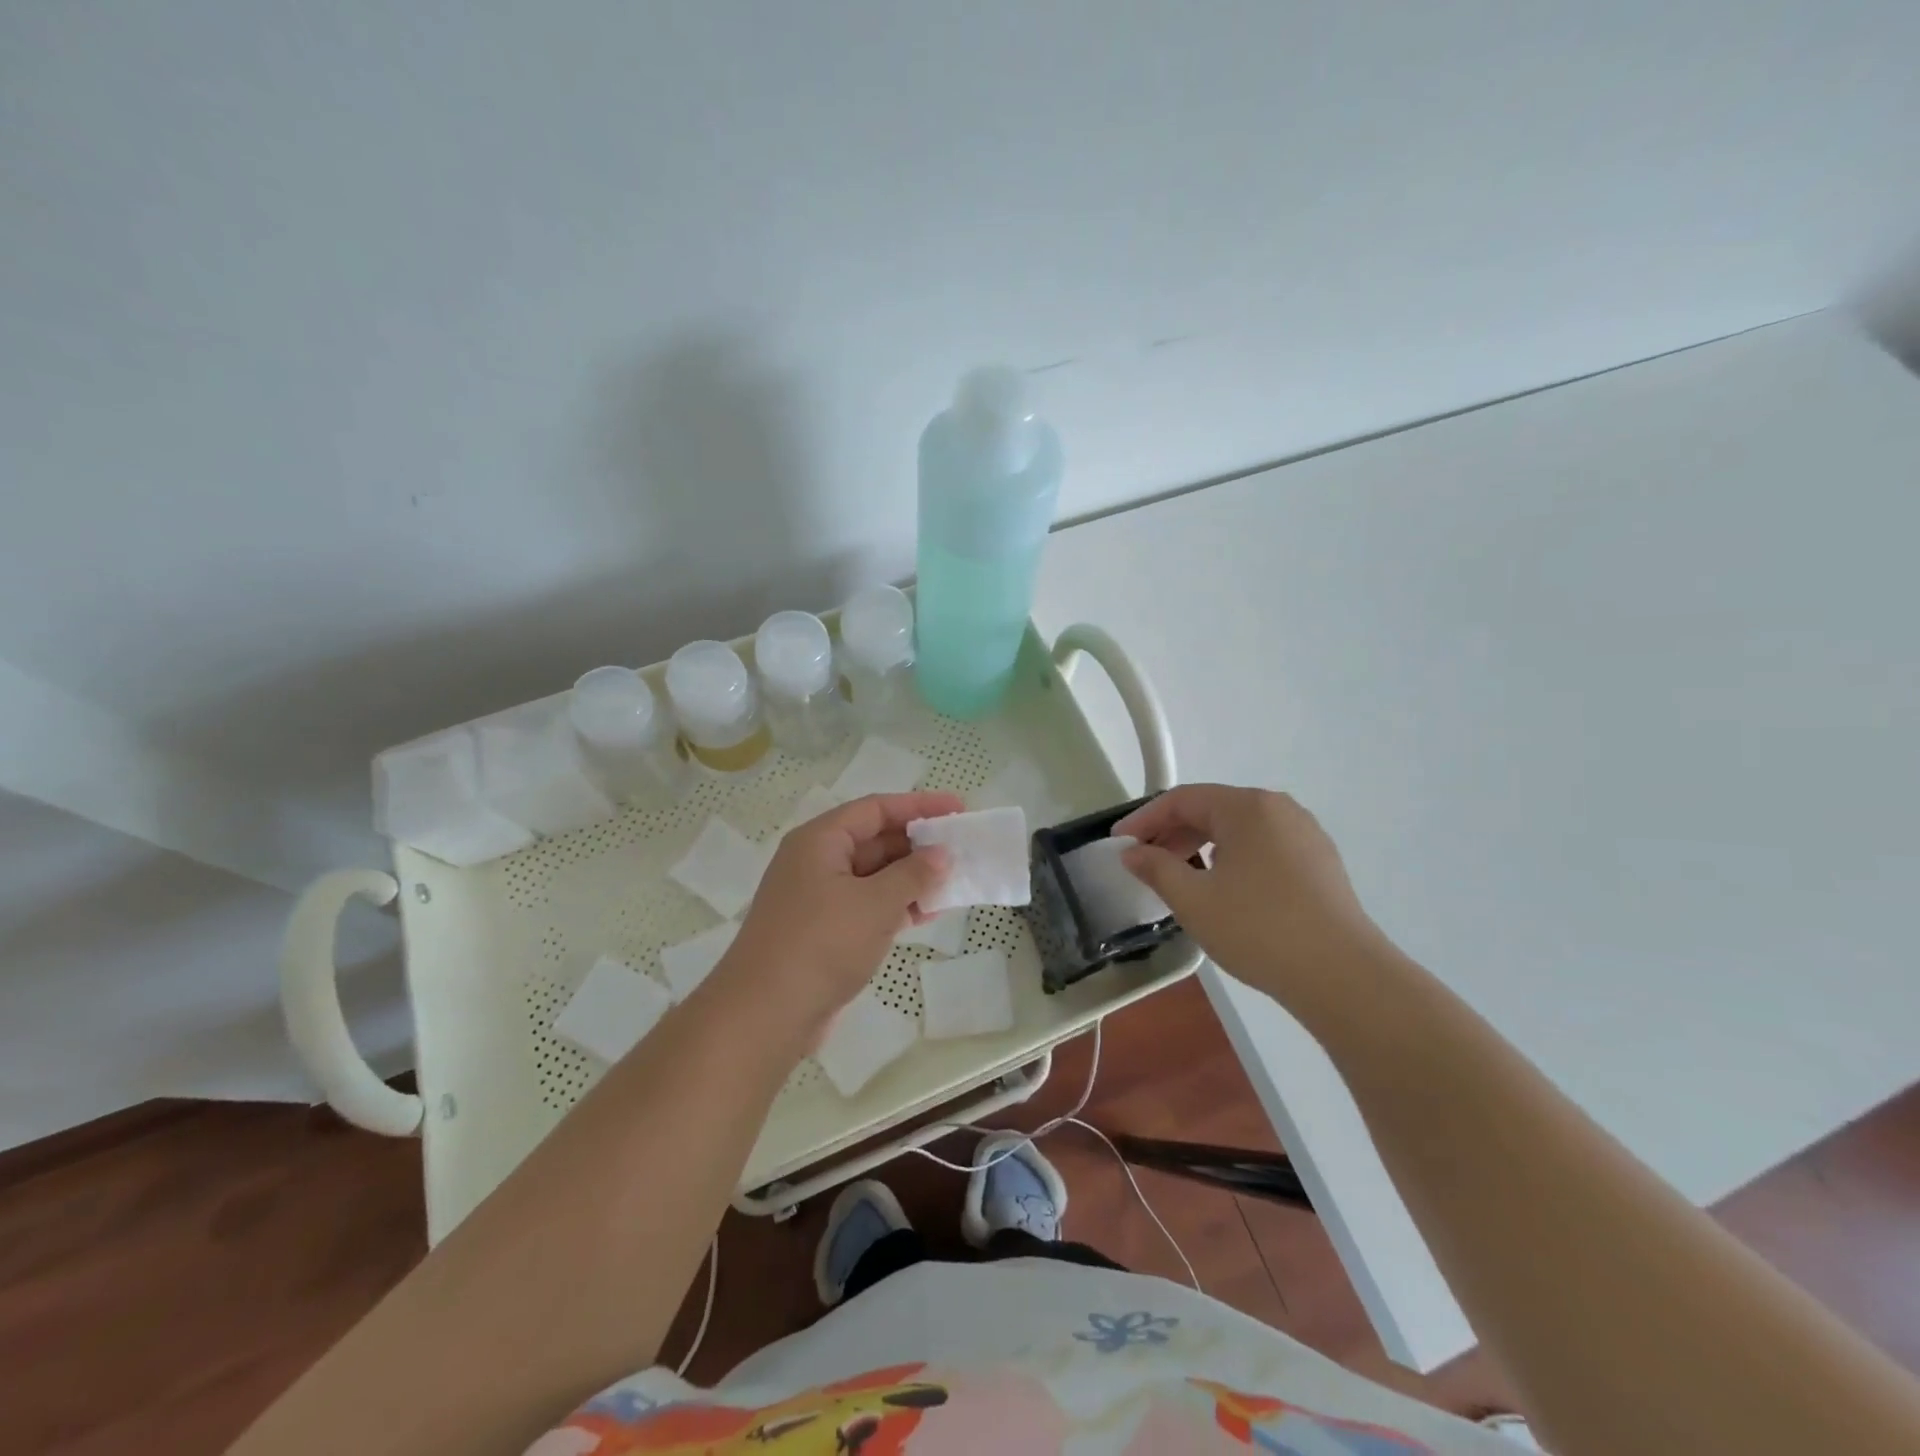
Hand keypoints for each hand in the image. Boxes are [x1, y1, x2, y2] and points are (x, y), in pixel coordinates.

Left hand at [717, 790, 960, 1033]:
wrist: (765, 1015)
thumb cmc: (821, 944)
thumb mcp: (875, 904)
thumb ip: (913, 874)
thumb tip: (940, 854)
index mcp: (820, 840)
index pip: (876, 809)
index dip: (919, 806)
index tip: (958, 809)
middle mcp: (816, 861)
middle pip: (874, 839)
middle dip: (917, 845)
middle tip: (961, 849)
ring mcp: (817, 897)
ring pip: (872, 875)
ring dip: (910, 878)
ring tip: (952, 883)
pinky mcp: (822, 929)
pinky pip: (866, 904)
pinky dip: (895, 905)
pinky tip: (926, 913)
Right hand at [1114, 784, 1394, 1012]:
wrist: (1342, 976)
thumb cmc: (1258, 928)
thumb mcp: (1193, 900)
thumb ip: (1156, 868)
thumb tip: (1132, 853)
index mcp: (1247, 807)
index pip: (1182, 799)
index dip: (1144, 819)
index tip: (1119, 844)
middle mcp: (1278, 809)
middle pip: (1212, 810)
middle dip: (1172, 833)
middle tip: (1144, 863)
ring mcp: (1305, 835)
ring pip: (1239, 830)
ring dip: (1201, 847)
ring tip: (1179, 878)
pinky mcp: (1320, 863)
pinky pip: (1263, 847)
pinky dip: (1232, 859)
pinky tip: (1223, 889)